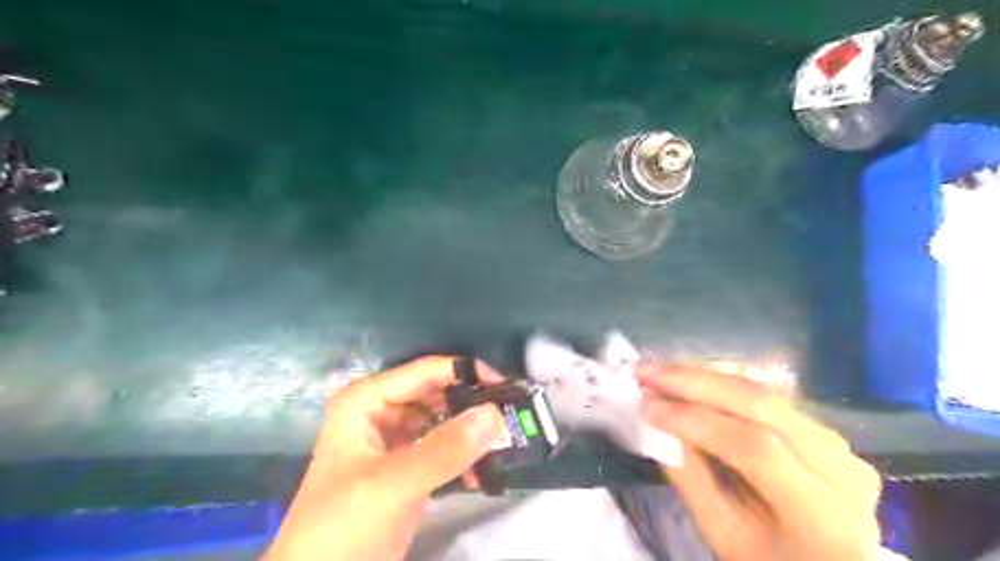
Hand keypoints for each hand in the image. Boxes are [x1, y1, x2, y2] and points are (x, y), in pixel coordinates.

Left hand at [265, 360, 503, 560]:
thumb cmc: (342, 526)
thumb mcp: (392, 484)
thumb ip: (444, 450)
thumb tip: (494, 413)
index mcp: (368, 399)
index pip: (427, 372)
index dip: (468, 372)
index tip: (509, 385)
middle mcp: (382, 409)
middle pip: (438, 393)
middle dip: (473, 404)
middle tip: (513, 416)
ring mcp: (396, 437)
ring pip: (444, 420)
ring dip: (471, 432)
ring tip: (505, 443)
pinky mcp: (408, 464)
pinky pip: (443, 448)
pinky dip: (463, 457)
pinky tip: (482, 474)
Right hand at [640, 364, 880, 560]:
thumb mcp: (723, 534)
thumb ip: (691, 476)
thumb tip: (657, 420)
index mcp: (824, 518)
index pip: (755, 449)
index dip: (696, 420)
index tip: (646, 406)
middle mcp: (843, 470)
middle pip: (764, 406)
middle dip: (697, 382)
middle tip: (647, 371)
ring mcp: (841, 446)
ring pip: (766, 393)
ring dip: (707, 377)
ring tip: (662, 372)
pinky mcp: (826, 431)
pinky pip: (769, 397)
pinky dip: (724, 385)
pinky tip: (691, 379)